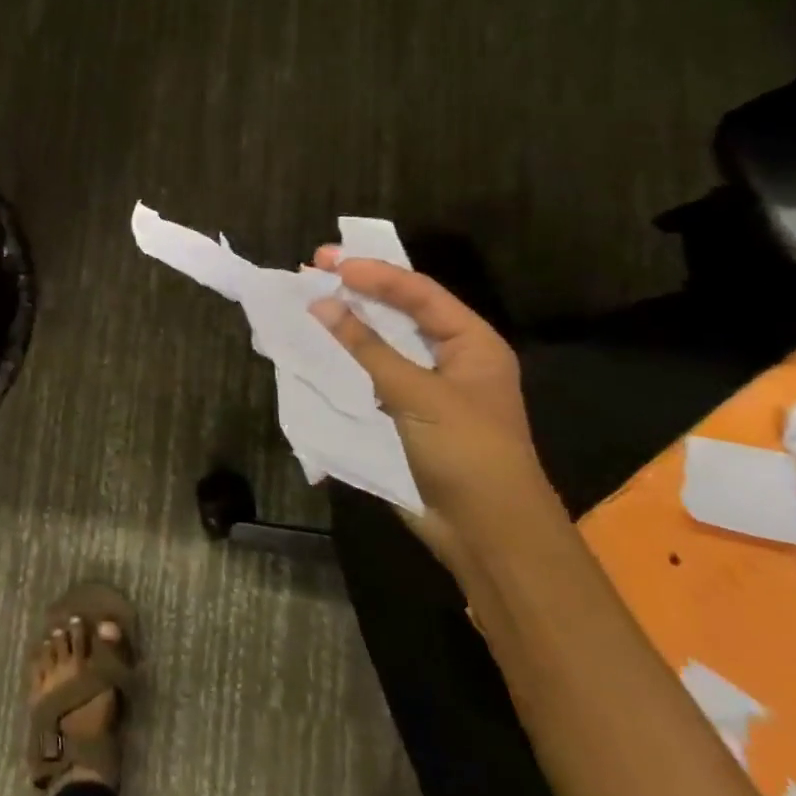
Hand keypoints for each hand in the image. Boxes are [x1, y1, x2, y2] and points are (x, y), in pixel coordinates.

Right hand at [308, 252, 561, 573]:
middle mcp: (450, 358)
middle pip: (401, 311)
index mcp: (471, 343)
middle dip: (358, 290)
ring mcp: (427, 387)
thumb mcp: (418, 394)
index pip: (419, 293)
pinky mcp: (405, 414)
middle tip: (314, 268)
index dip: (375, 274)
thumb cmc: (465, 451)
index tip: (330, 263)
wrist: (486, 532)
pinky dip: (346, 359)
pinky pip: (371, 374)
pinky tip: (318, 349)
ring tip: (308, 301)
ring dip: (348, 323)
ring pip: (382, 343)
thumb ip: (368, 348)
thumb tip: (321, 305)